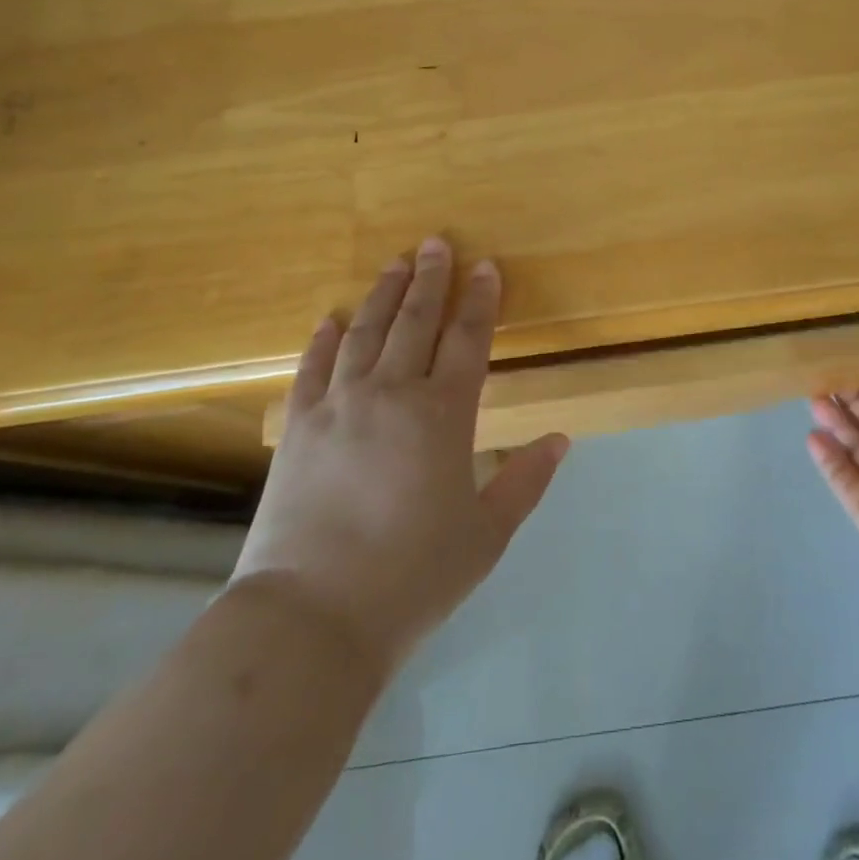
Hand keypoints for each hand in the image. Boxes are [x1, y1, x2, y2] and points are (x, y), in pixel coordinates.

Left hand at [231, 237, 568, 669]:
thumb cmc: (413, 576)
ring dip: (384, 295)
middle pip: (416, 321)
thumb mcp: (486, 534)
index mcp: (443, 414)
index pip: (468, 339)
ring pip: (366, 333)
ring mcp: (339, 406)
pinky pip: (314, 367)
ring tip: (395, 264)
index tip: (486, 266)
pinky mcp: (298, 427)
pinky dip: (325, 338)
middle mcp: (391, 394)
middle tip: (437, 242)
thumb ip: (526, 481)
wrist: (312, 617)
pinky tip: (332, 318)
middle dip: (431, 278)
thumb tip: (560, 439)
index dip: (481, 299)